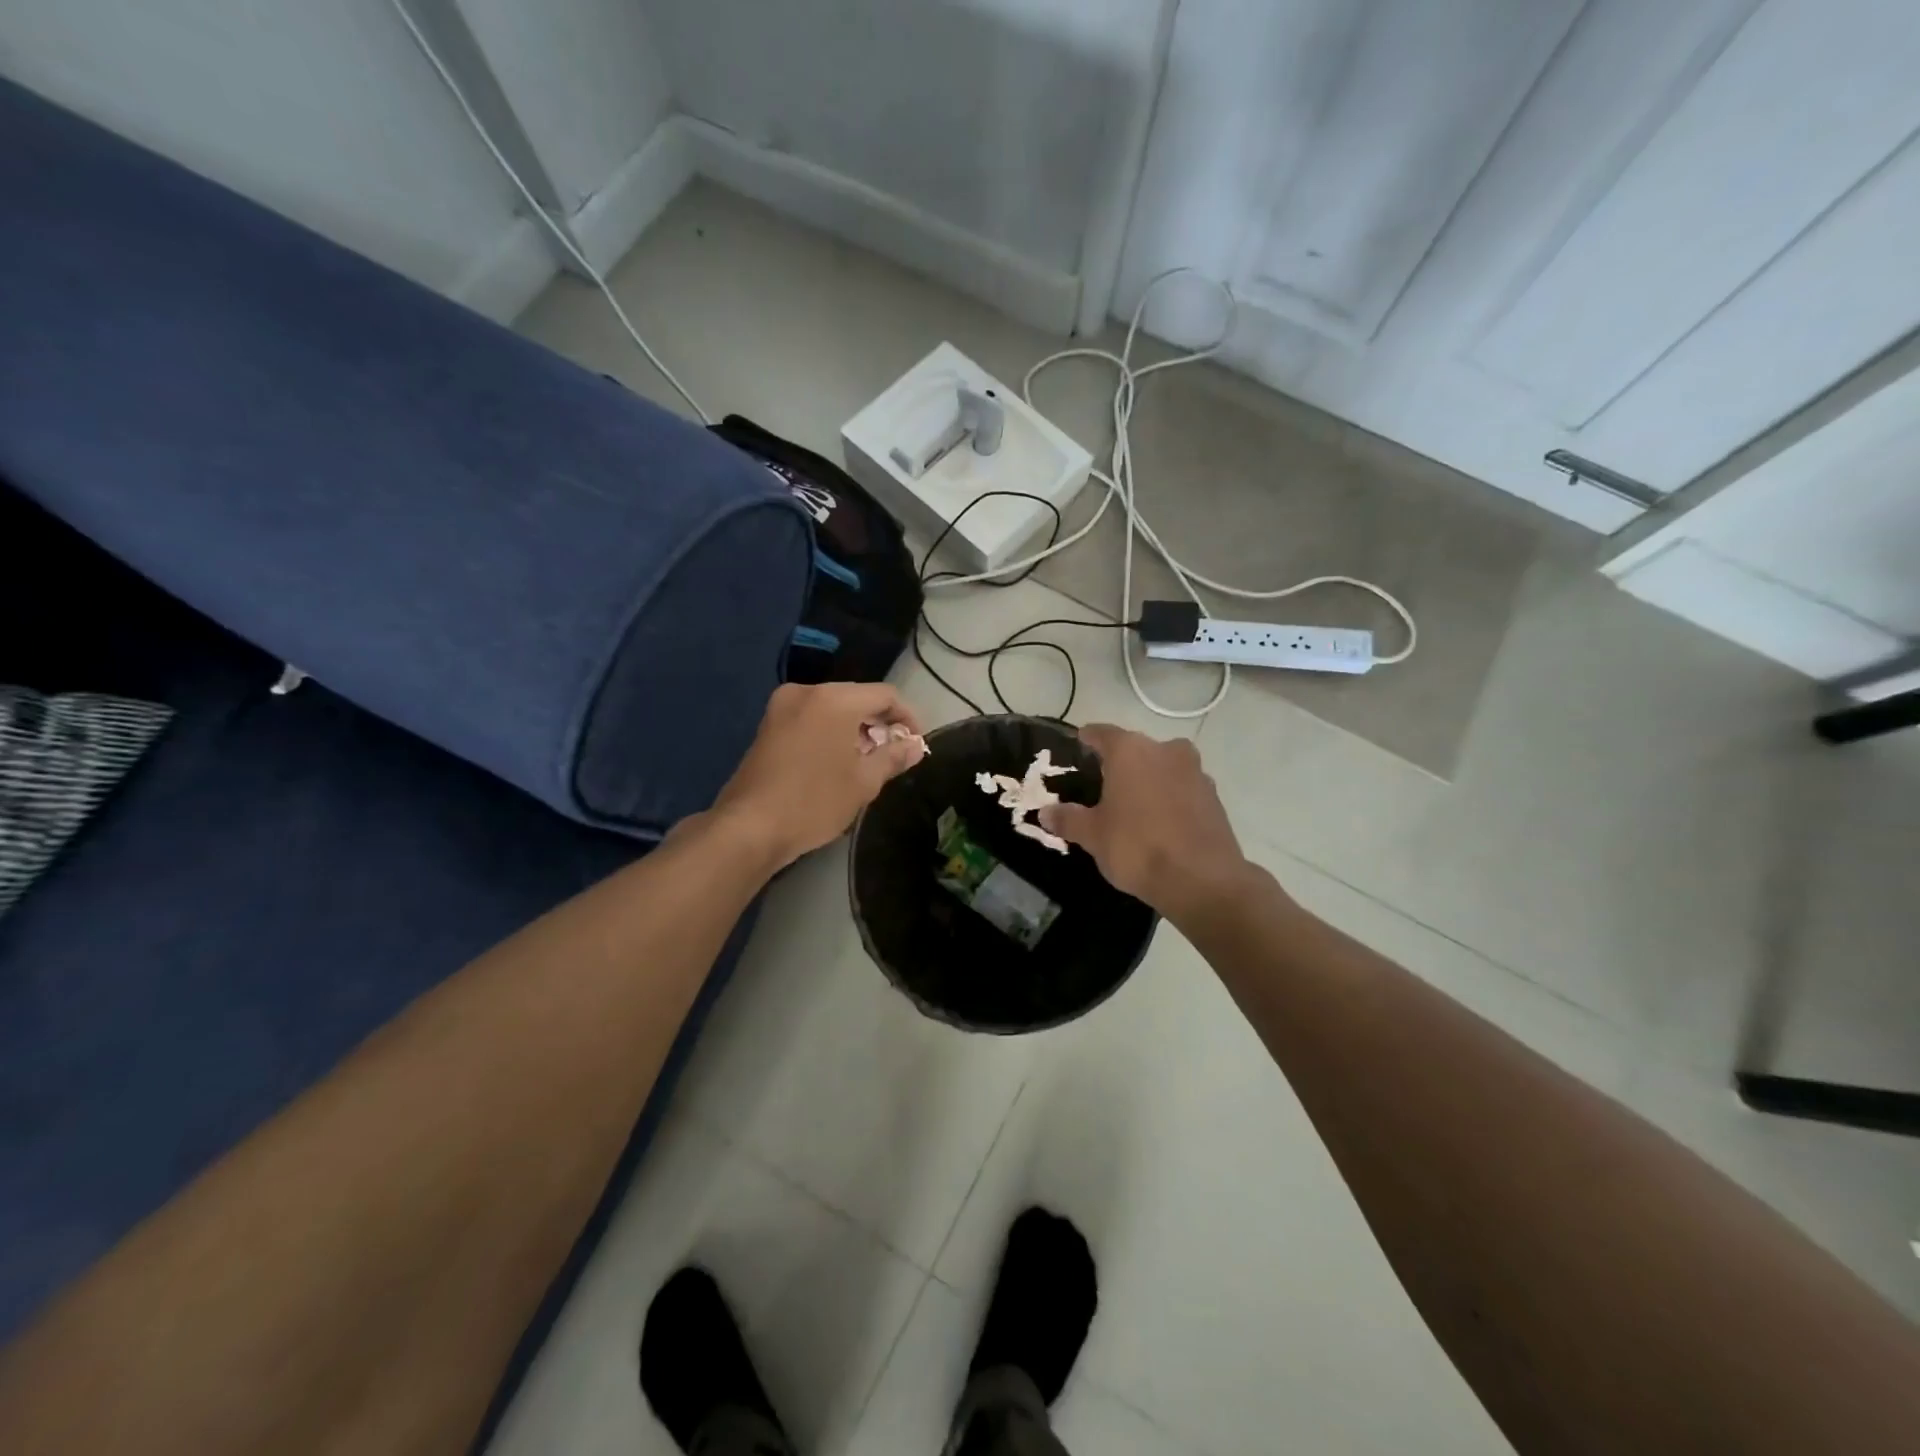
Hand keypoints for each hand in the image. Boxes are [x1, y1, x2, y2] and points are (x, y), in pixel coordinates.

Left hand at [714, 682, 926, 868]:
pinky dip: (829, 732)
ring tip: (866, 763)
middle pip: (857, 698)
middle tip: (892, 756)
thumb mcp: (864, 782)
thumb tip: (916, 746)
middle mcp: (807, 692)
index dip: (907, 717)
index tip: (915, 744)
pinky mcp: (767, 725)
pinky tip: (835, 762)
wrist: (749, 826)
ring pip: (832, 708)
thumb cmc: (814, 801)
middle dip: (879, 724)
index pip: (885, 695)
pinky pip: (811, 718)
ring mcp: (781, 707)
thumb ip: (893, 757)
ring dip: (854, 729)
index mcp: (835, 699)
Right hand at [1038, 724, 1248, 923]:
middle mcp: (1165, 750)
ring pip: (1162, 767)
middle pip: (1135, 749)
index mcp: (1130, 750)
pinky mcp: (1214, 797)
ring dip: (1148, 780)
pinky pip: (1182, 789)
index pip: (1102, 733)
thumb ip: (1068, 819)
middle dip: (1119, 763)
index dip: (1087, 739)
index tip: (1078, 745)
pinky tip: (1159, 821)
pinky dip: (1169, 798)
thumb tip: (1045, 813)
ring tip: (1131, 805)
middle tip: (1101, 784)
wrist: (1202, 880)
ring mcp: (1195, 772)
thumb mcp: (1092, 835)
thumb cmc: (1137, 847)